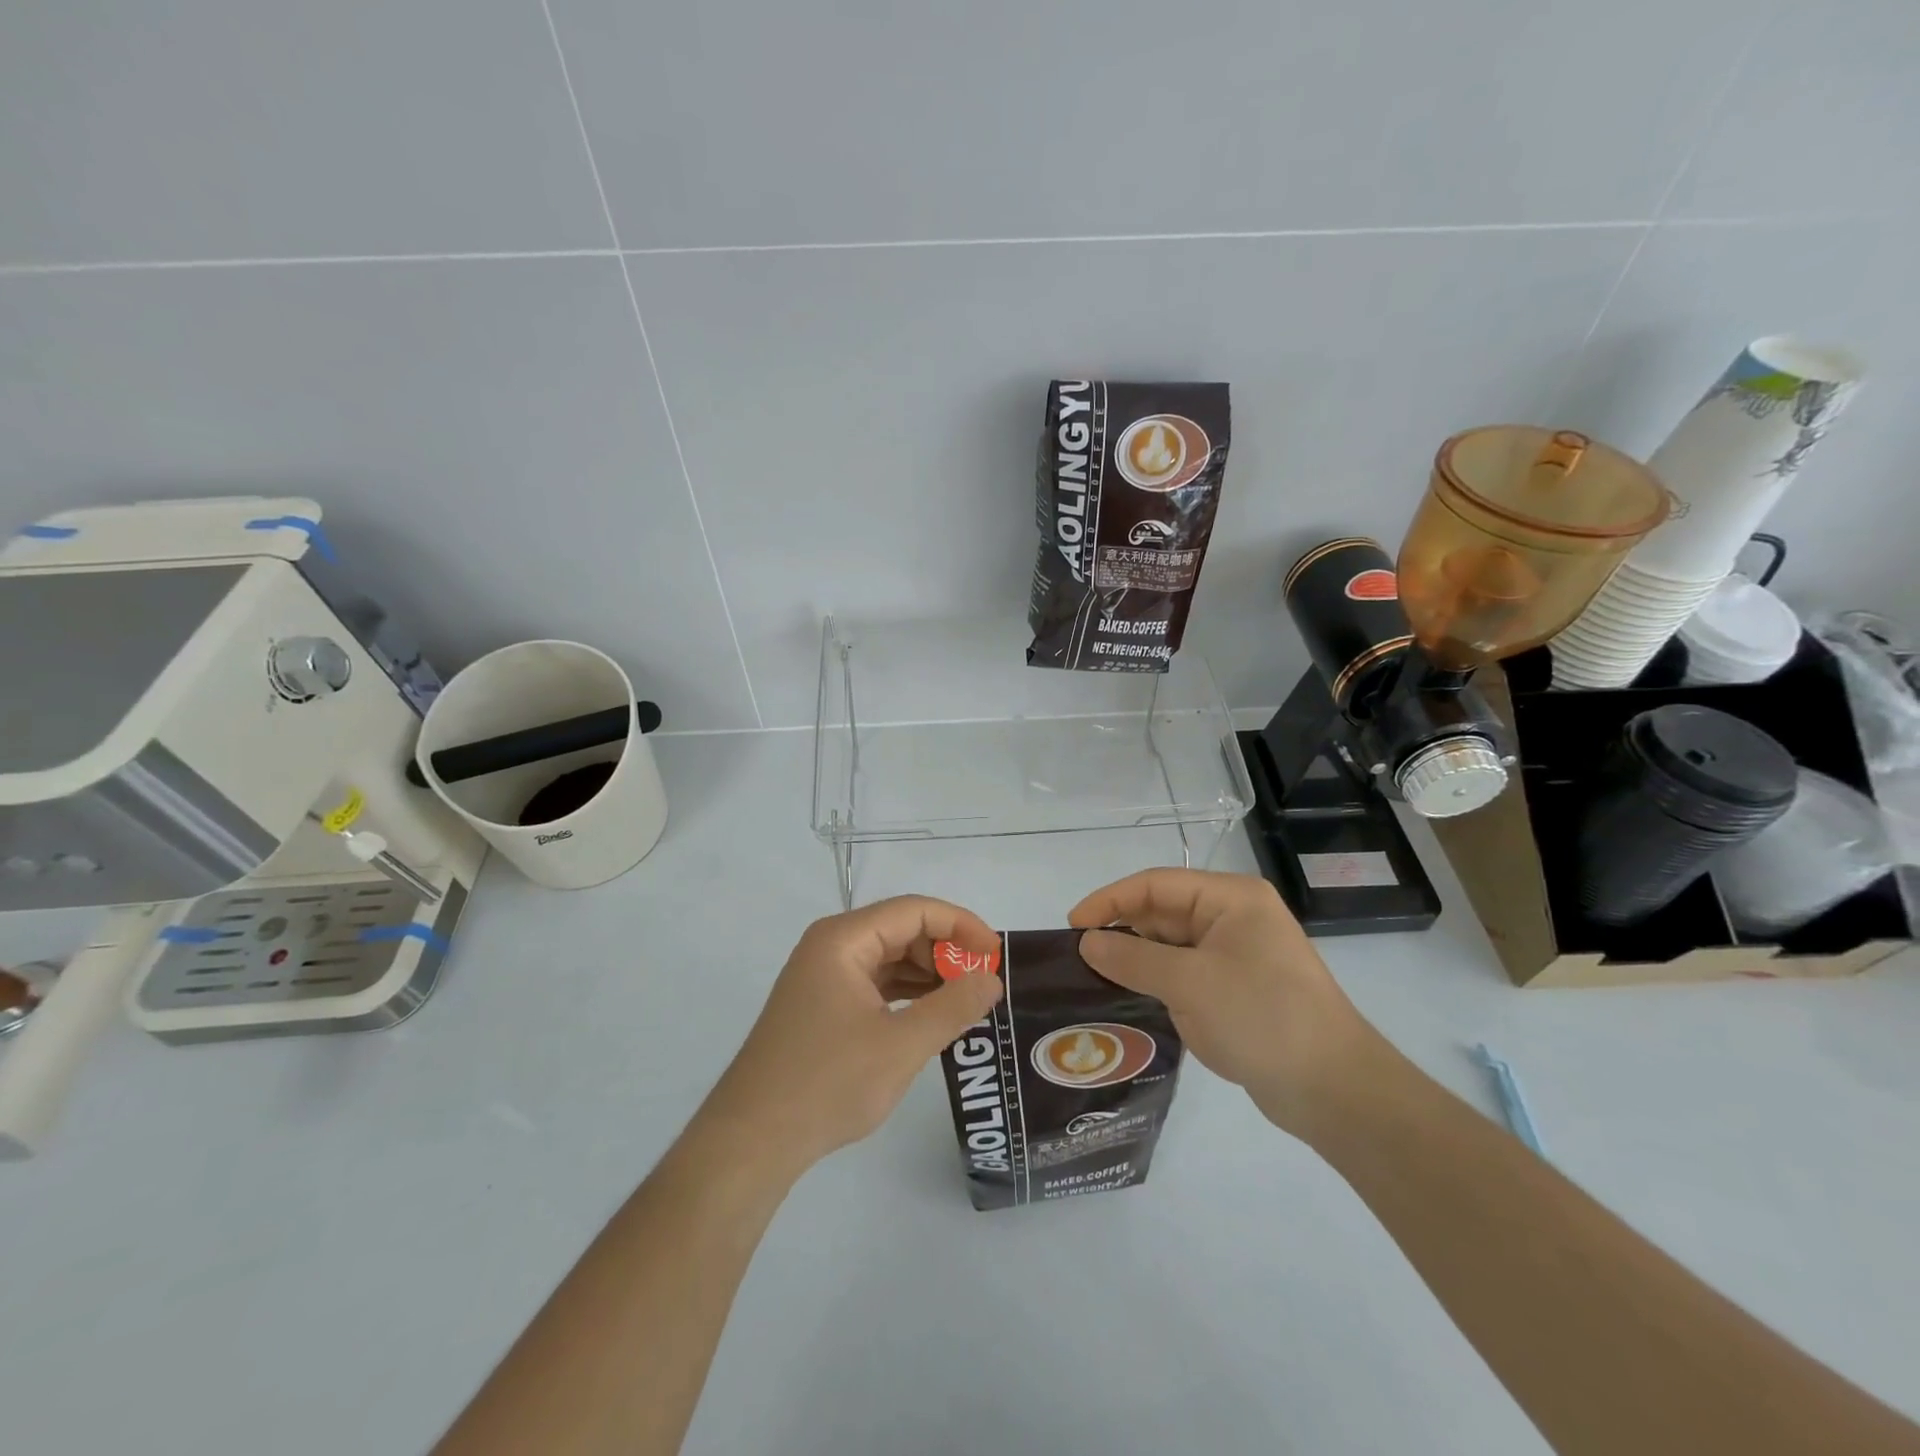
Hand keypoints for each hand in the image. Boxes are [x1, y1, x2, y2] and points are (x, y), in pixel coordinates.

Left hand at [700, 897, 1005, 1176]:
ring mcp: (824, 975)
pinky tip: (932, 1015)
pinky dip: (907, 993)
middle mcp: (831, 946)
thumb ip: (952, 1007)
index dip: (961, 925)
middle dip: (946, 950)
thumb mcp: (901, 1045)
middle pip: (901, 929)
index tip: (996, 954)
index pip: (914, 910)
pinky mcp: (823, 1004)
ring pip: (890, 957)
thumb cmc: (827, 1083)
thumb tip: (991, 979)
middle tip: (983, 982)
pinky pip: (875, 982)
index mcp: (843, 939)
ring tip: (967, 1000)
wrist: (752, 1141)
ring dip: (929, 973)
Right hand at [1069, 869, 1380, 1134]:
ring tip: (1091, 980)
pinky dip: (1153, 982)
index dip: (1109, 901)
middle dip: (1120, 931)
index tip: (1072, 927)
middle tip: (1077, 959)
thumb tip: (1086, 942)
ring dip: (1134, 960)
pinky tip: (1125, 1000)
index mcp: (1230, 898)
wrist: (1334, 1090)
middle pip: (1161, 913)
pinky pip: (1181, 974)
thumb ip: (1133, 958)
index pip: (1154, 885)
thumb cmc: (1263, 1017)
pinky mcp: (1233, 989)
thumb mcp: (1190, 983)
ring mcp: (1234, 955)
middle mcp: (1231, 918)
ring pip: (1169, 946)